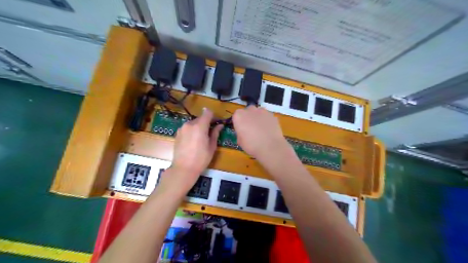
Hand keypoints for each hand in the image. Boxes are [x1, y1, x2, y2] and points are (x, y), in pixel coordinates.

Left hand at [168, 108, 222, 191]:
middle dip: (206, 123)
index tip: (216, 123)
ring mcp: (182, 128)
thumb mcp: (212, 146)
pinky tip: (193, 141)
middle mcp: (189, 124)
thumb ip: (215, 133)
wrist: (183, 168)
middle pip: (200, 118)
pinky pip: (187, 128)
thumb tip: (220, 125)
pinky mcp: (177, 134)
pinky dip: (192, 131)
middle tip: (210, 133)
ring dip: (198, 127)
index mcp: (199, 126)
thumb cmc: (201, 159)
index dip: (213, 116)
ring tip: (201, 139)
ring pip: (193, 123)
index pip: (207, 112)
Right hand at [232, 106, 290, 159]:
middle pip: (247, 111)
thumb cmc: (252, 145)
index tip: (241, 129)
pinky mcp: (271, 114)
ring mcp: (262, 111)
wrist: (270, 147)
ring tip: (261, 129)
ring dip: (258, 118)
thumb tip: (243, 132)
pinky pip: (266, 116)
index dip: (239, 123)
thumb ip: (240, 133)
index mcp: (239, 116)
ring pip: (258, 112)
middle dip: (248, 118)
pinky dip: (266, 121)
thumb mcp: (240, 141)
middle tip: (251, 128)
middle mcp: (250, 110)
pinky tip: (268, 129)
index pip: (236, 116)